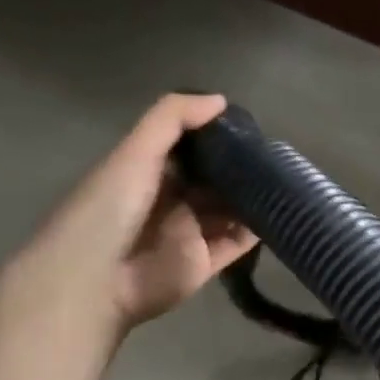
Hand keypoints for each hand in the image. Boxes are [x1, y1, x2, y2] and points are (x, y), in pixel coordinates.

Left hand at [6, 92, 256, 337]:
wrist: (94, 278)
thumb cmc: (110, 207)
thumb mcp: (135, 151)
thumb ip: (173, 119)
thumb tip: (221, 100)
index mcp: (149, 171)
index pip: (190, 149)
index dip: (217, 136)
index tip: (251, 126)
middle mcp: (171, 200)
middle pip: (214, 180)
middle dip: (241, 168)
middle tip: (276, 155)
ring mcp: (188, 234)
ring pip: (229, 211)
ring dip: (253, 198)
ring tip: (285, 181)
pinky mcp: (203, 264)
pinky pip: (236, 244)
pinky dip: (256, 232)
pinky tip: (280, 214)